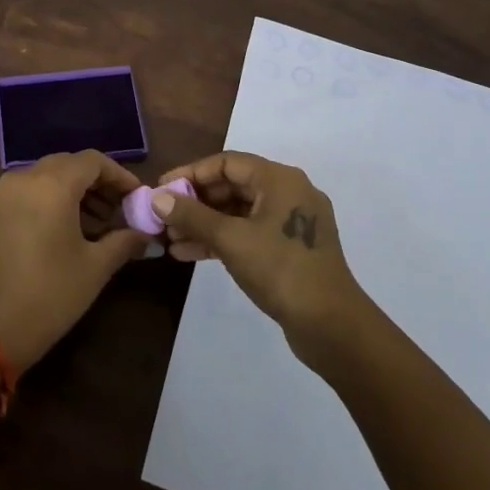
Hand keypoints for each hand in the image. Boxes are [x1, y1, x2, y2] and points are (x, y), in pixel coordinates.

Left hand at [0, 151, 149, 369]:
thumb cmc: (49, 295)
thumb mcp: (94, 268)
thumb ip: (124, 242)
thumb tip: (146, 234)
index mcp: (51, 184)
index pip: (93, 161)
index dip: (119, 175)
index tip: (137, 197)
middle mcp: (24, 178)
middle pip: (69, 164)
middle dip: (98, 183)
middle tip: (120, 210)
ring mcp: (4, 193)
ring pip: (48, 176)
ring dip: (75, 191)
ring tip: (99, 224)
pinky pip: (30, 190)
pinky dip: (52, 198)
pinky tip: (69, 228)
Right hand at [155, 152, 370, 362]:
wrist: (332, 326)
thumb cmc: (280, 270)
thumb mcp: (230, 240)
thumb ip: (192, 216)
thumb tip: (157, 198)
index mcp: (280, 180)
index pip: (227, 163)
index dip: (191, 173)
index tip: (162, 189)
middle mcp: (288, 193)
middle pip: (232, 186)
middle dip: (195, 202)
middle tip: (163, 218)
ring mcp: (290, 223)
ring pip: (238, 213)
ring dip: (204, 224)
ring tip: (170, 240)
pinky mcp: (290, 249)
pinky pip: (248, 233)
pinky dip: (221, 240)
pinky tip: (190, 253)